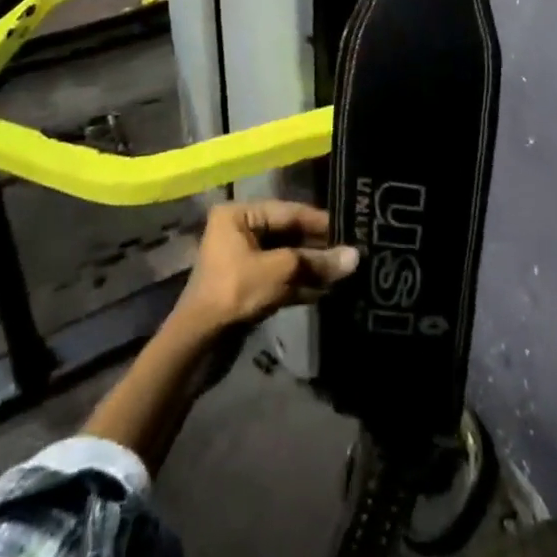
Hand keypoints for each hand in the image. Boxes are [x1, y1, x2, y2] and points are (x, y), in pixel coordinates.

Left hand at [174, 200, 359, 334]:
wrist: (199, 344)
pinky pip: (281, 278)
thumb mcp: (280, 271)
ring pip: (287, 258)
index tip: (352, 227)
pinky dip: (301, 284)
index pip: (289, 211)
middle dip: (318, 247)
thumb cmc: (235, 292)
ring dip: (313, 267)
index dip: (321, 221)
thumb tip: (356, 256)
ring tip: (346, 272)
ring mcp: (244, 260)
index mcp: (239, 215)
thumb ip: (317, 261)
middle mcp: (240, 231)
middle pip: (289, 234)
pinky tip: (328, 290)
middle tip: (352, 252)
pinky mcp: (249, 287)